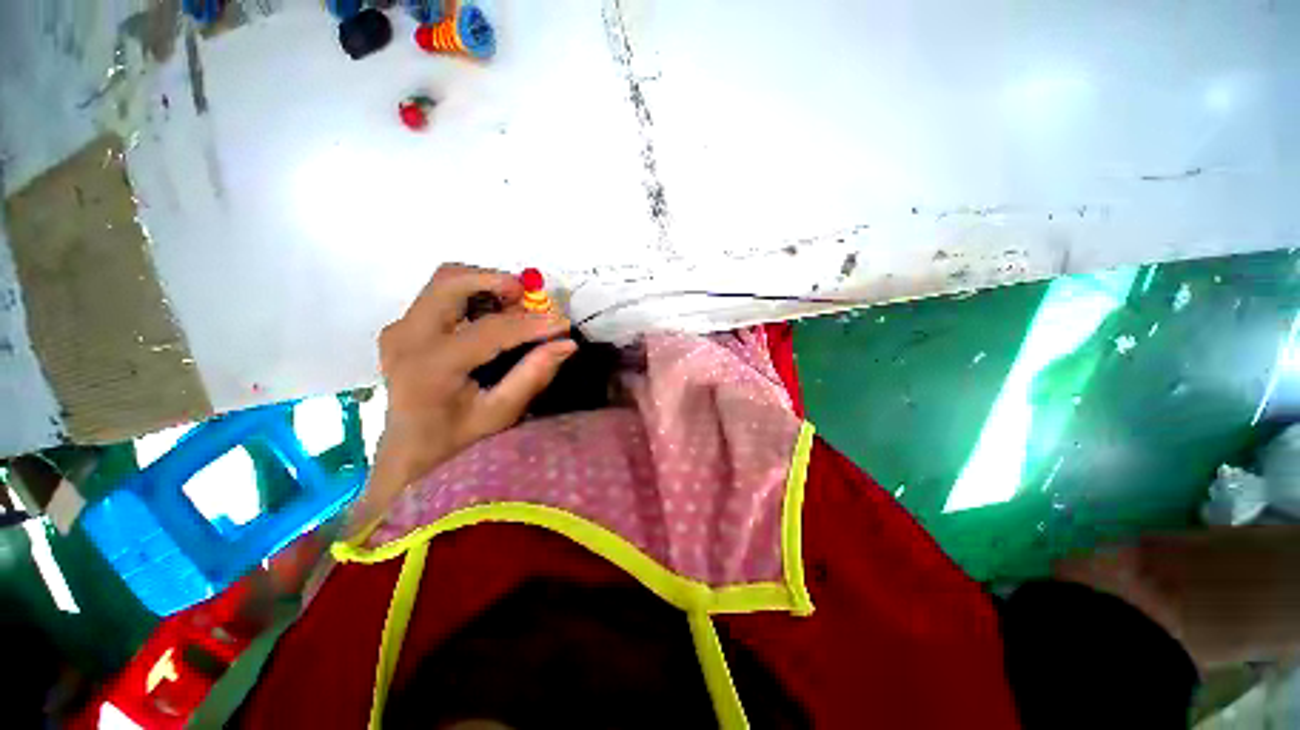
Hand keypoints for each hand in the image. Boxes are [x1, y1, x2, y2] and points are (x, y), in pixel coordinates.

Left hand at [348, 264, 575, 533]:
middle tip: (530, 299)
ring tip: (515, 305)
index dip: (532, 323)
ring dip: (485, 284)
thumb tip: (566, 344)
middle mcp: (407, 338)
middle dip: (498, 281)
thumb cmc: (456, 441)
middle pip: (451, 281)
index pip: (490, 329)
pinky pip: (439, 295)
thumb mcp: (500, 414)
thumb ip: (533, 375)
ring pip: (444, 281)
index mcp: (431, 366)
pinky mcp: (402, 329)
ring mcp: (400, 330)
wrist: (408, 454)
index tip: (563, 323)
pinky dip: (472, 295)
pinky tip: (492, 315)